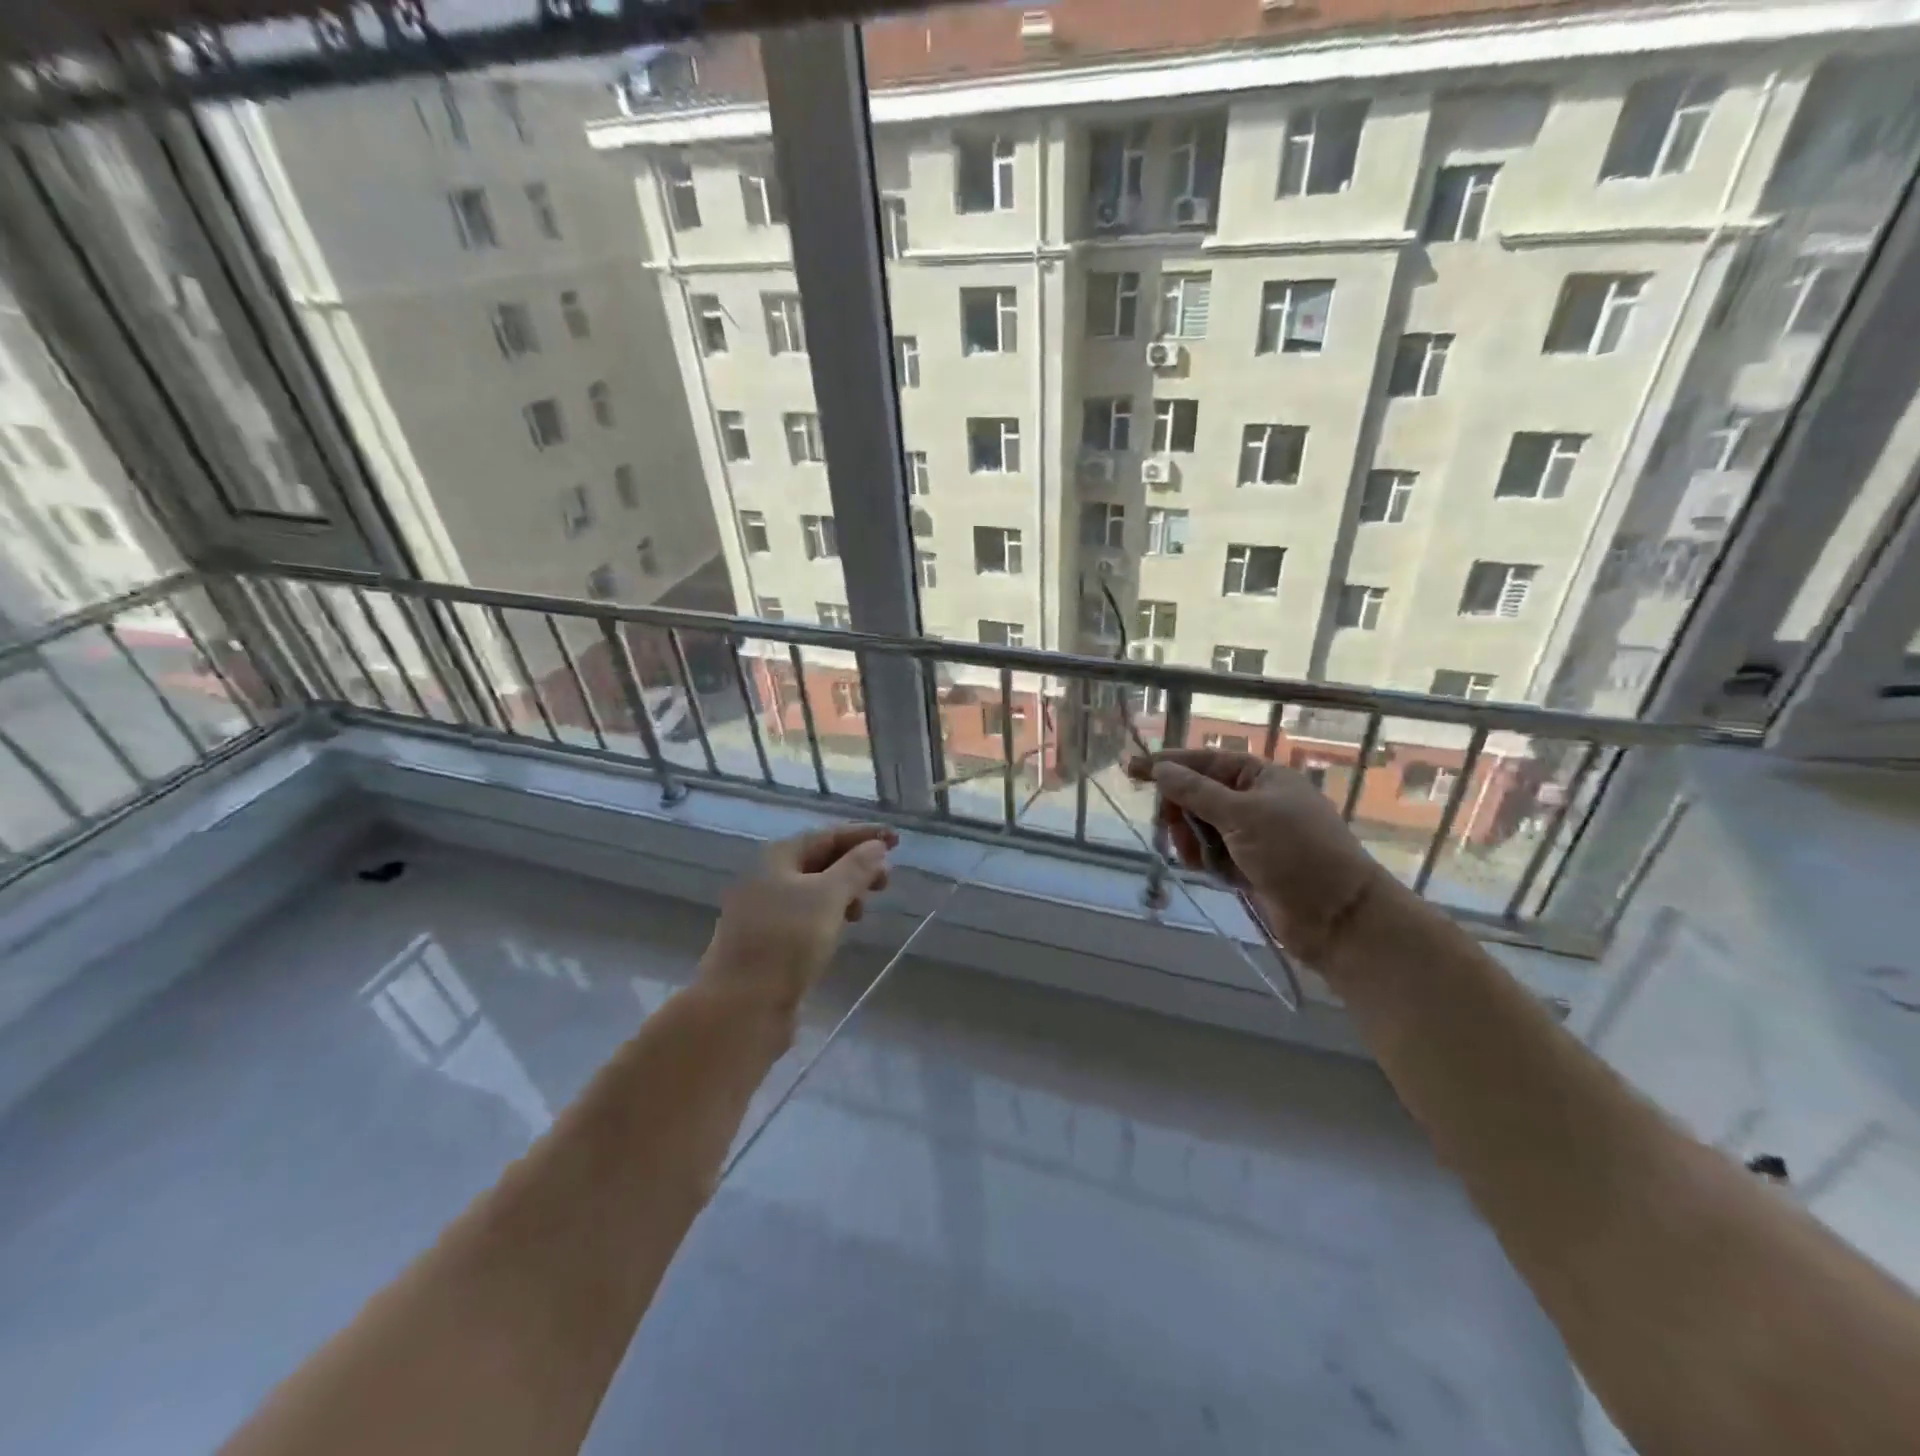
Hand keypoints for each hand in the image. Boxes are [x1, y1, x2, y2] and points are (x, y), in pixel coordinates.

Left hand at [701, 823, 895, 1009]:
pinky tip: (842, 928)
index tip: (897, 840)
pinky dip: (830, 914)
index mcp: (778, 857)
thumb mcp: (827, 897)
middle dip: (856, 865)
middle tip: (886, 881)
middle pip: (820, 860)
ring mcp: (766, 910)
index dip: (864, 835)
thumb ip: (855, 868)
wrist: (741, 1006)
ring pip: (814, 889)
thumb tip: (877, 846)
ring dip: (845, 891)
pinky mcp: (769, 941)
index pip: (828, 835)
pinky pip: (807, 915)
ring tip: (864, 909)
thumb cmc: (786, 941)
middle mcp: (768, 877)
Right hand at [1126, 750, 1392, 964]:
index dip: (1169, 765)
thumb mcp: (1242, 815)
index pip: (1205, 762)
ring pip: (1202, 828)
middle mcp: (1256, 801)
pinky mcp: (1251, 866)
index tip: (1133, 769)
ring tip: (1197, 860)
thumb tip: (1160, 768)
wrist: (1339, 917)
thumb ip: (1196, 791)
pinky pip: (1213, 855)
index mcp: (1262, 777)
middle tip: (1170, 828)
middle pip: (1199, 795)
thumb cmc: (1295, 854)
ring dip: (1193, 842)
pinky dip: (1209, 863)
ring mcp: (1254, 835)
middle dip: (1182, 813)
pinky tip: (1217, 875)